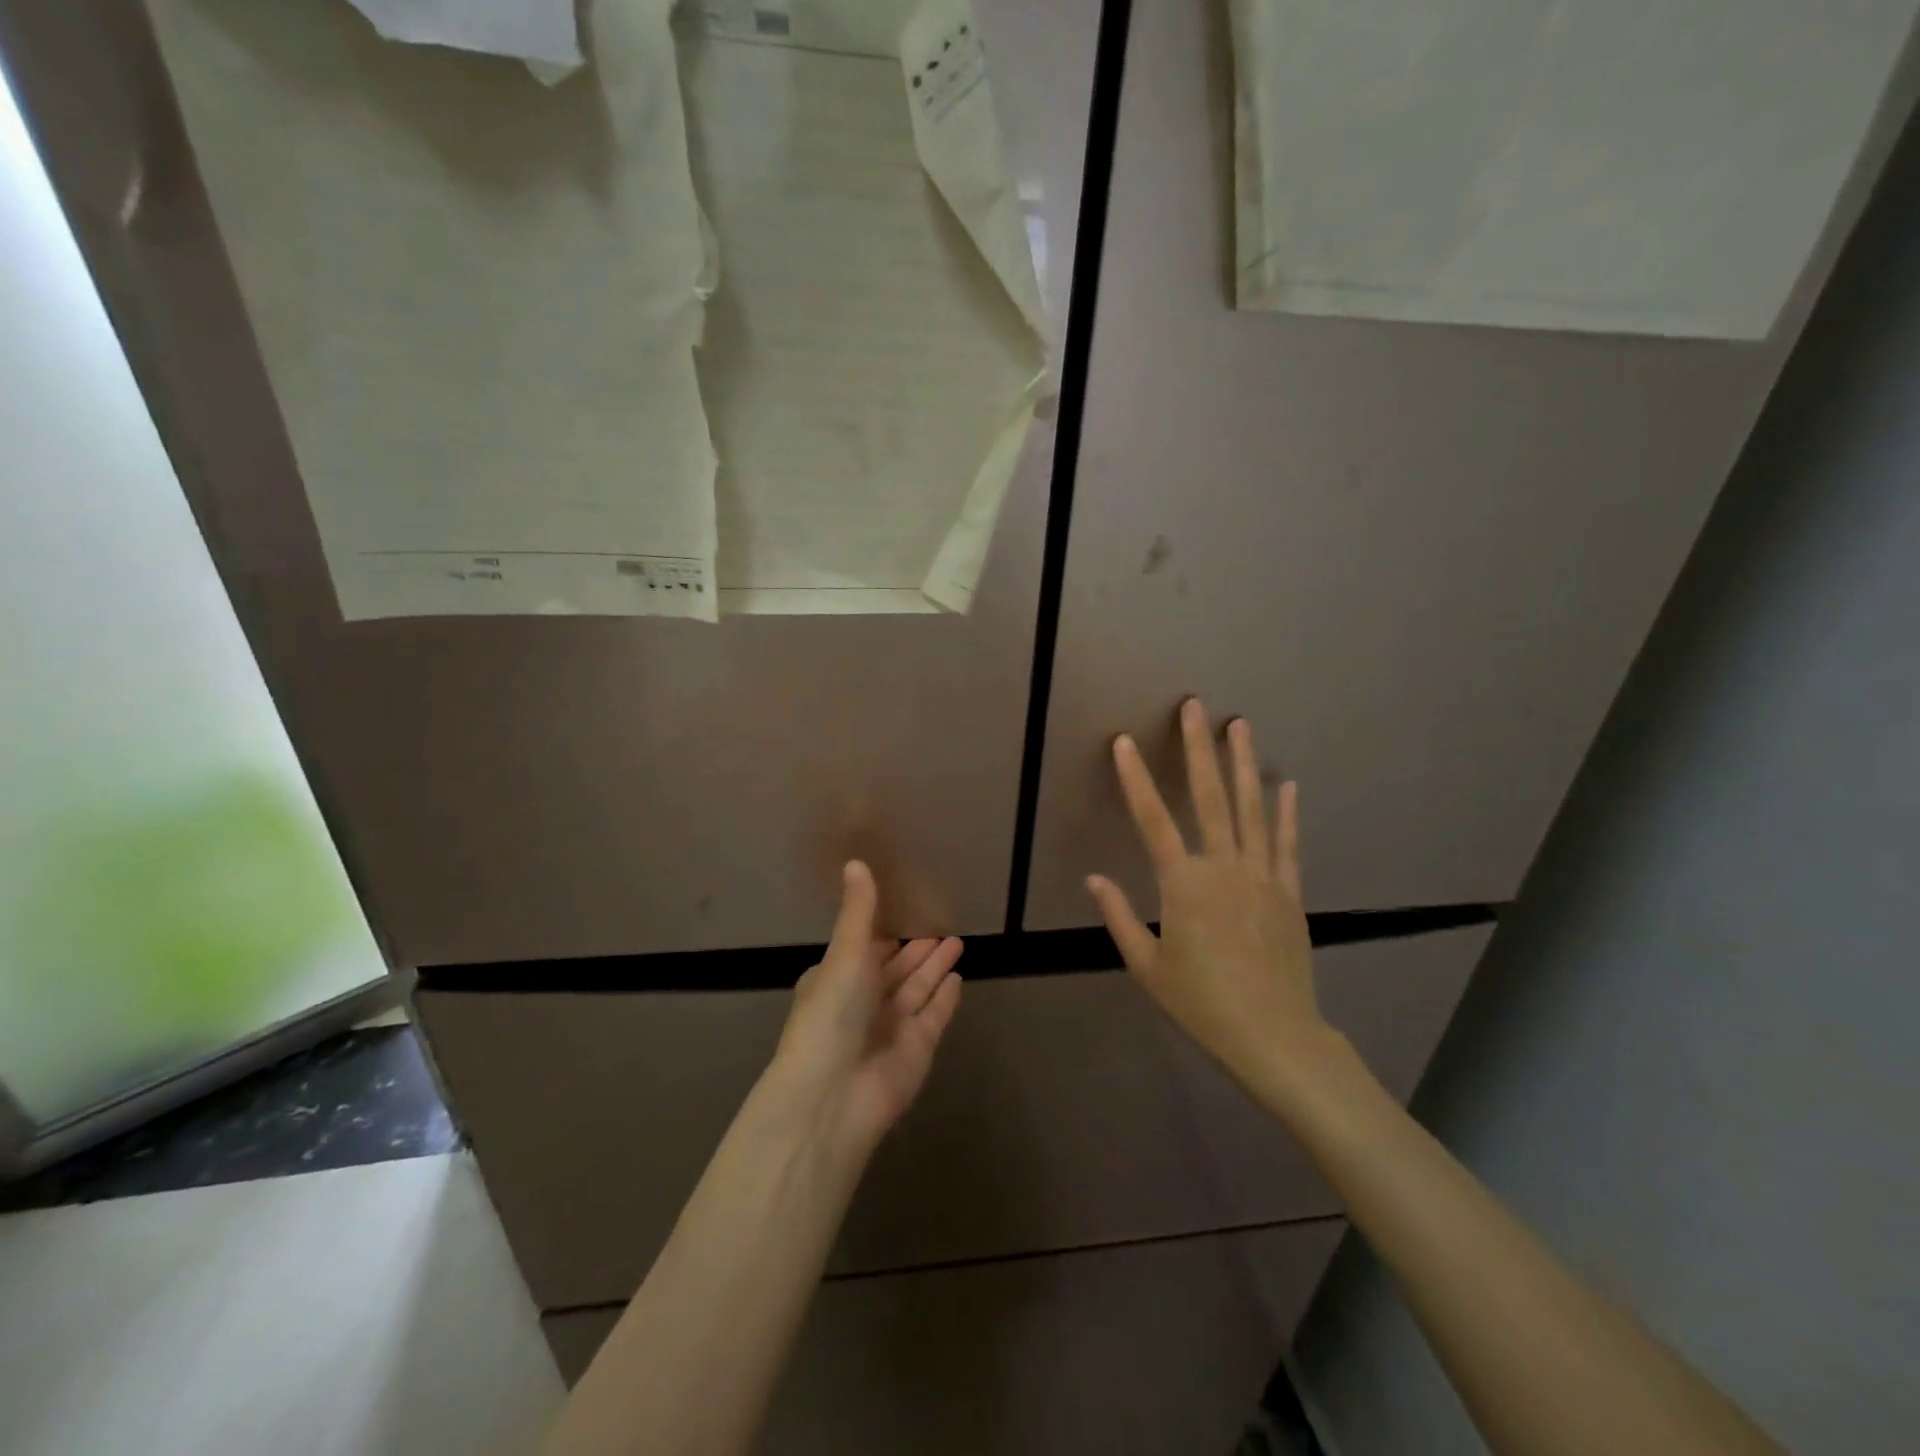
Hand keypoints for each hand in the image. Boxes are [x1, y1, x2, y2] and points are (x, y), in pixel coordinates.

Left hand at [770, 861, 963, 1156]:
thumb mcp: (845, 953)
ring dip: (935, 966)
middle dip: (917, 948)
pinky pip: (935, 1015)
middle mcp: (864, 1001)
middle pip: (896, 968)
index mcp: (838, 978)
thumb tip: (855, 861)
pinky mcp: (917, 1049)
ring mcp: (891, 1027)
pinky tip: (959, 978)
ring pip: (918, 988)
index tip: (906, 908)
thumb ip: (859, 910)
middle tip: (942, 924)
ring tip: (957, 940)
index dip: (884, 930)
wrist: (833, 1095)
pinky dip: (945, 998)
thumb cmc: (832, 1014)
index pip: (866, 948)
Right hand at [1087, 698, 1332, 1102]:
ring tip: (1240, 724)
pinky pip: (1286, 842)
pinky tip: (1286, 783)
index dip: (1135, 777)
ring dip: (1243, 763)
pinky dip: (1286, 811)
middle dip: (1199, 748)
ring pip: (1251, 808)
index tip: (1124, 741)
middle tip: (1196, 706)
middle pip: (1208, 796)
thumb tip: (1094, 878)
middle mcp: (1223, 866)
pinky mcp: (1289, 891)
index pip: (1152, 818)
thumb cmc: (1201, 1003)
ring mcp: (1262, 875)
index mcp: (1182, 884)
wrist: (1274, 1036)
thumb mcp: (1146, 966)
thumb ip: (1118, 917)